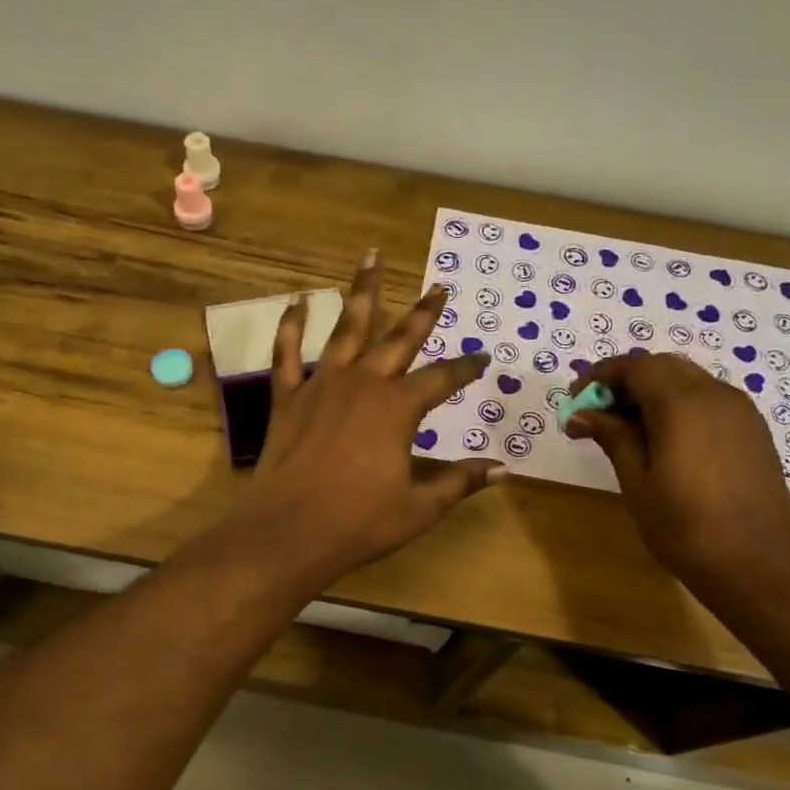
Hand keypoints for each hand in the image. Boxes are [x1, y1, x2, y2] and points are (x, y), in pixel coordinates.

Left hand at [222, 250, 502, 585]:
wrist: (289, 531)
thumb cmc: (359, 522)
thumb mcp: (420, 507)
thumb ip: (460, 482)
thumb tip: (502, 470)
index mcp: (398, 408)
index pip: (442, 380)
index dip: (465, 369)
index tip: (483, 359)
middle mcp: (363, 384)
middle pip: (399, 339)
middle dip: (423, 313)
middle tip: (439, 287)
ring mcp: (322, 385)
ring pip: (346, 329)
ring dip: (361, 292)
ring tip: (370, 257)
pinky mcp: (288, 397)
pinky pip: (287, 353)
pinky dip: (291, 326)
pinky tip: (296, 301)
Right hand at [566, 353, 789, 598]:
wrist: (759, 566)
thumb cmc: (685, 527)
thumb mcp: (637, 481)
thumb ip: (612, 437)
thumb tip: (581, 414)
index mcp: (682, 403)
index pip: (635, 366)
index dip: (600, 376)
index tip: (576, 400)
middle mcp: (715, 394)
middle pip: (663, 367)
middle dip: (626, 382)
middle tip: (598, 415)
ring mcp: (740, 411)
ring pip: (688, 381)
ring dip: (652, 393)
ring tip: (626, 431)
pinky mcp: (753, 430)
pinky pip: (708, 400)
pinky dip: (679, 406)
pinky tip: (664, 441)